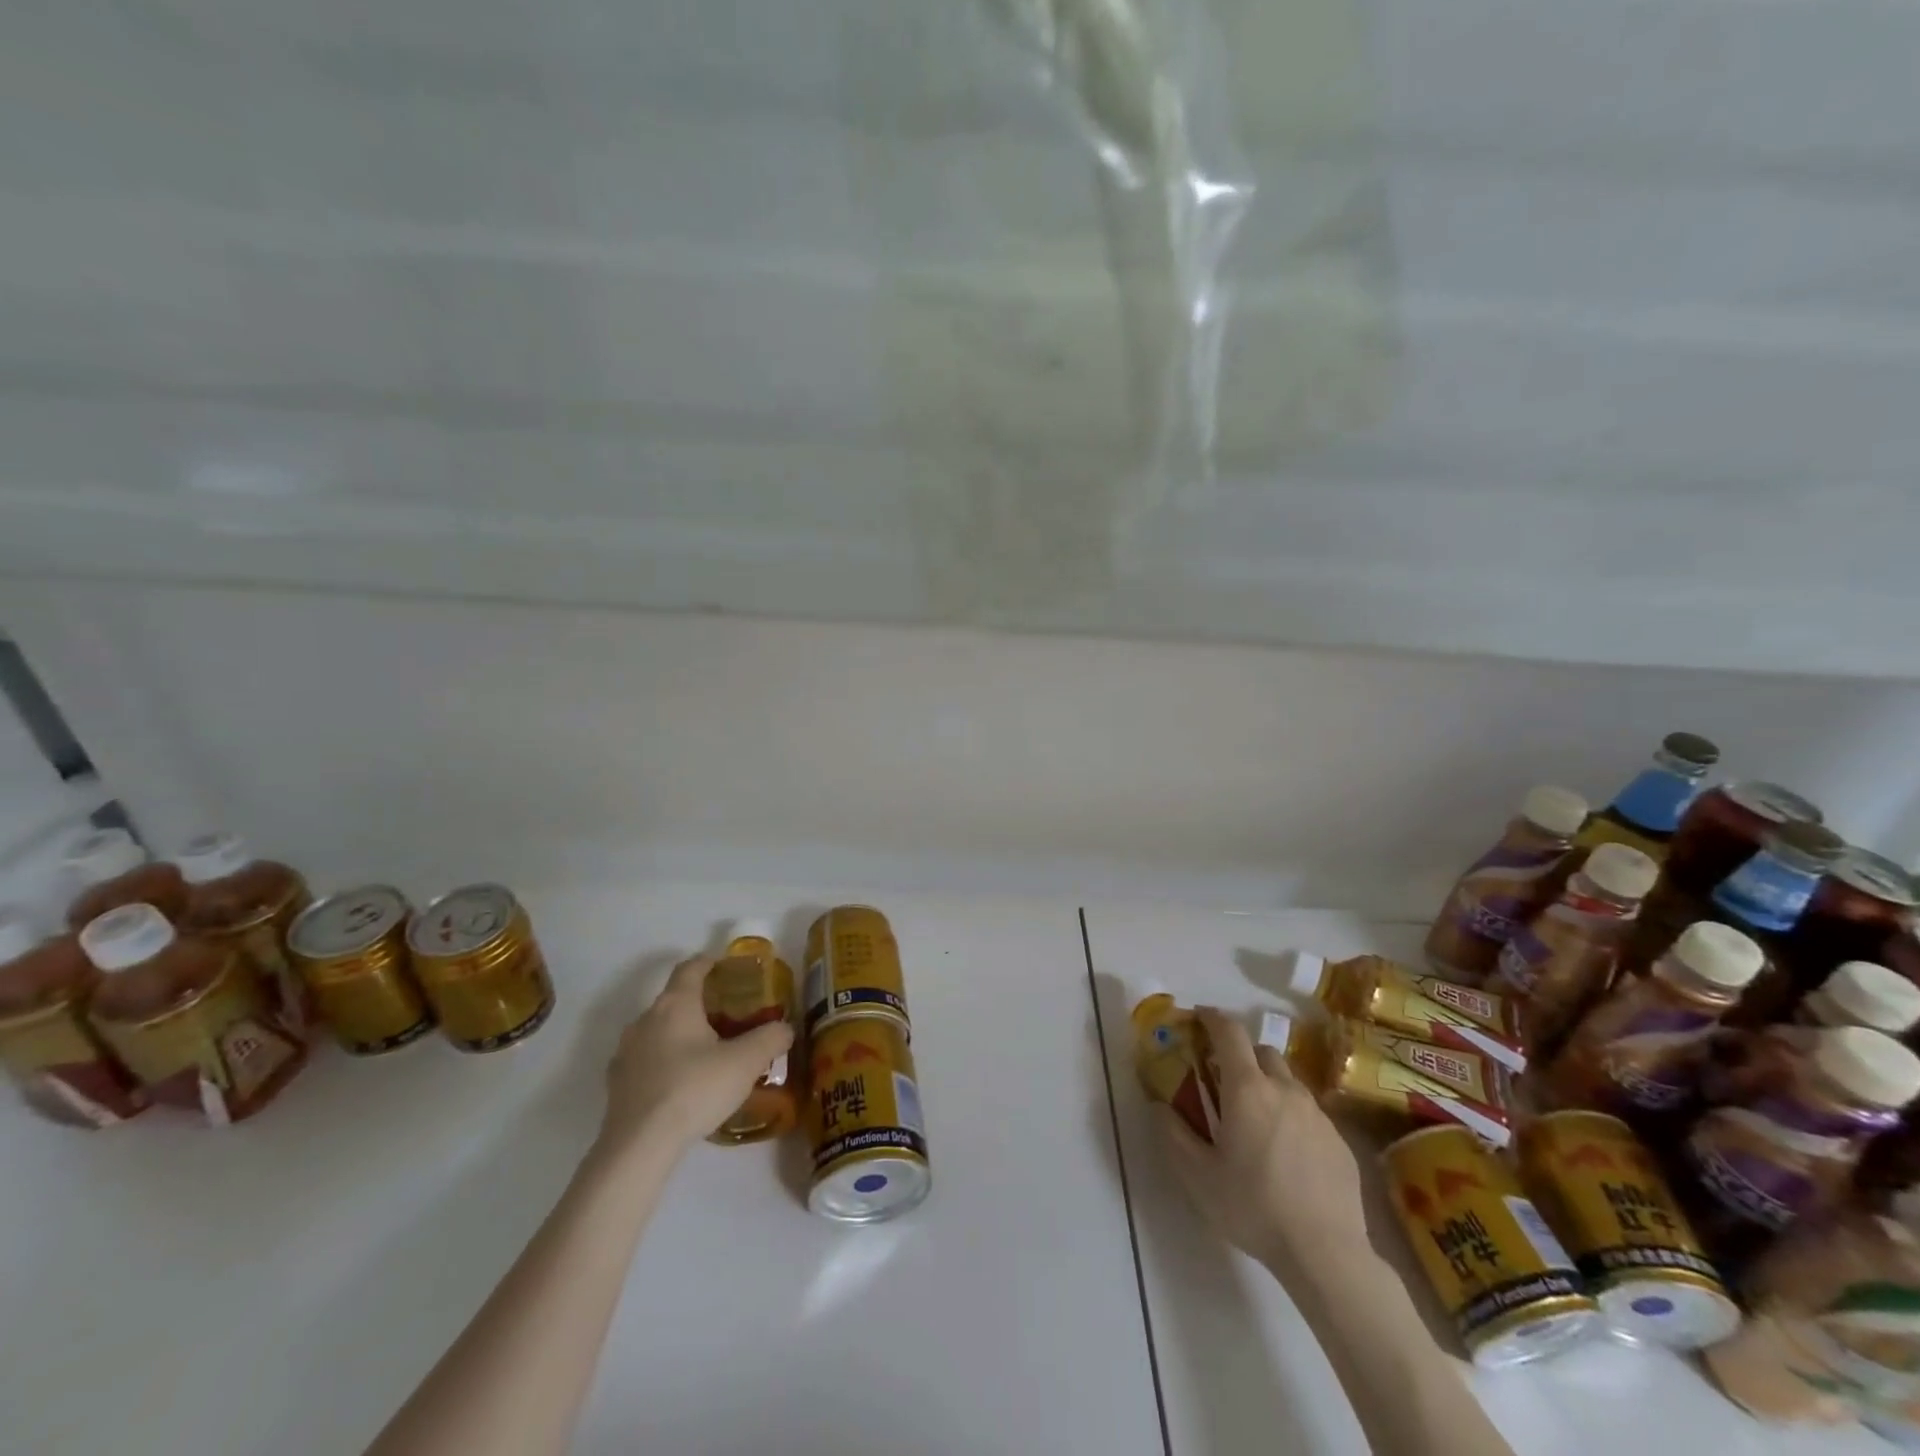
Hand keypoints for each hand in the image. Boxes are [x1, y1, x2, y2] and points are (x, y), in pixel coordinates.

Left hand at [597, 957, 795, 1158]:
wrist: (639, 1146)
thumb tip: (785, 1028)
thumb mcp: (745, 1062)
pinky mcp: (616, 1084)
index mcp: (676, 1004)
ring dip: (680, 1034)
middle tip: (728, 1017)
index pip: (690, 968)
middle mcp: (645, 1019)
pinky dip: (664, 1062)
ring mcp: (626, 1052)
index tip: (727, 967)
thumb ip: (770, 1038)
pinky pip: (646, 1060)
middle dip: (700, 1003)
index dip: (710, 962)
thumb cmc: (695, 1089)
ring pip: (658, 1030)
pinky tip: (682, 1084)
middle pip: (674, 999)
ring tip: (706, 1054)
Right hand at [1159, 1006, 1367, 1273]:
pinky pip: (1309, 1112)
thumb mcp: (1197, 1175)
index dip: (1212, 1018)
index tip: (1198, 1018)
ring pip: (1287, 1081)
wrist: (1326, 1254)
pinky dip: (1291, 1115)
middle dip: (1240, 1055)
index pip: (1229, 1032)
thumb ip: (1173, 1133)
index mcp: (1247, 1088)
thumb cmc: (1254, 1207)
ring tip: (1255, 1120)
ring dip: (1267, 1085)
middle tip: (1223, 1080)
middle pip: (1261, 1051)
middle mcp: (1284, 1089)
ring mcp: (1317, 1114)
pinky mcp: (1339, 1140)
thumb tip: (1159, 1105)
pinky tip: (1286, 1153)